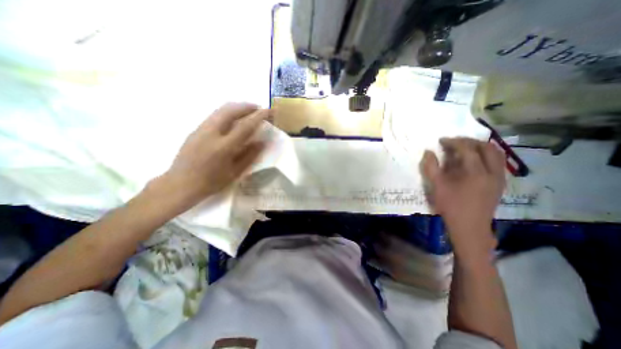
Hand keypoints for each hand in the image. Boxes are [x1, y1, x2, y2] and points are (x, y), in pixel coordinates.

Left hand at [158, 101, 266, 209]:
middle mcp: (211, 133)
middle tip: (258, 108)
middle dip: (247, 106)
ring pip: (220, 110)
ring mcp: (201, 129)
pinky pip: (214, 115)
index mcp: (224, 147)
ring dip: (237, 107)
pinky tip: (233, 119)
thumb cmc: (211, 182)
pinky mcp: (195, 130)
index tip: (269, 110)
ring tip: (248, 111)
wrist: (180, 184)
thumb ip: (249, 156)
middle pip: (231, 110)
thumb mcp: (235, 172)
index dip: (259, 116)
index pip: (245, 126)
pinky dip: (227, 112)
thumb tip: (262, 142)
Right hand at [419, 136, 506, 256]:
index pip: (467, 149)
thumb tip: (428, 152)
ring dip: (479, 147)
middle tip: (454, 142)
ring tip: (464, 148)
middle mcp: (492, 171)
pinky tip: (473, 161)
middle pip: (486, 147)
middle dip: (469, 141)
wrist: (469, 226)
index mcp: (476, 172)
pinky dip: (485, 156)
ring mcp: (499, 178)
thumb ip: (431, 167)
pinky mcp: (500, 183)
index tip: (442, 140)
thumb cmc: (451, 206)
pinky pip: (497, 162)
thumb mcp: (436, 186)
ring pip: (496, 154)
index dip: (453, 142)